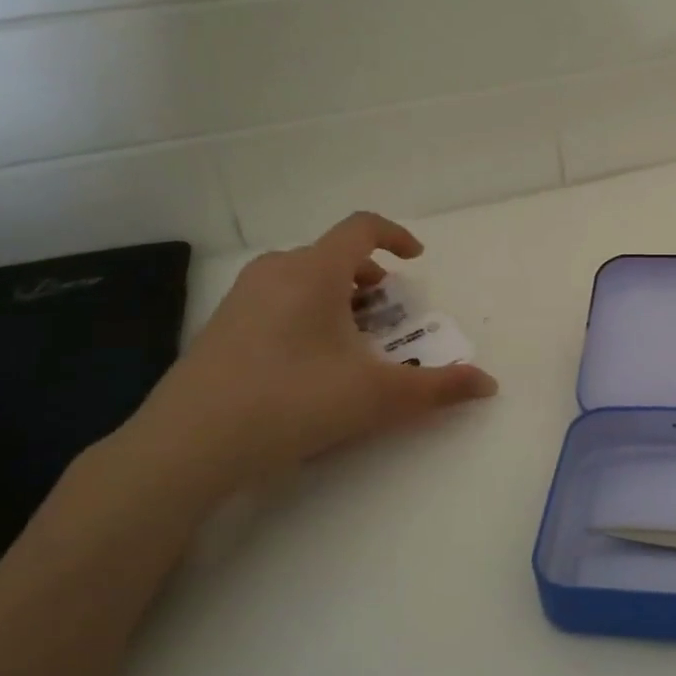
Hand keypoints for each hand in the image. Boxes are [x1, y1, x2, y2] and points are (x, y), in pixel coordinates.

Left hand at [124, 212, 496, 491]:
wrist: (187, 446)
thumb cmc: (292, 403)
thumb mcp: (378, 397)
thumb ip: (439, 387)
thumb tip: (488, 384)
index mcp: (314, 272)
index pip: (361, 229)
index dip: (396, 236)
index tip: (416, 260)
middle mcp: (275, 272)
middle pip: (332, 255)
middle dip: (370, 277)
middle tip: (390, 312)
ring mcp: (241, 299)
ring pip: (302, 278)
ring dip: (338, 295)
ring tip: (355, 337)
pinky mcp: (220, 328)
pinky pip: (277, 300)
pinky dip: (307, 312)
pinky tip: (311, 362)